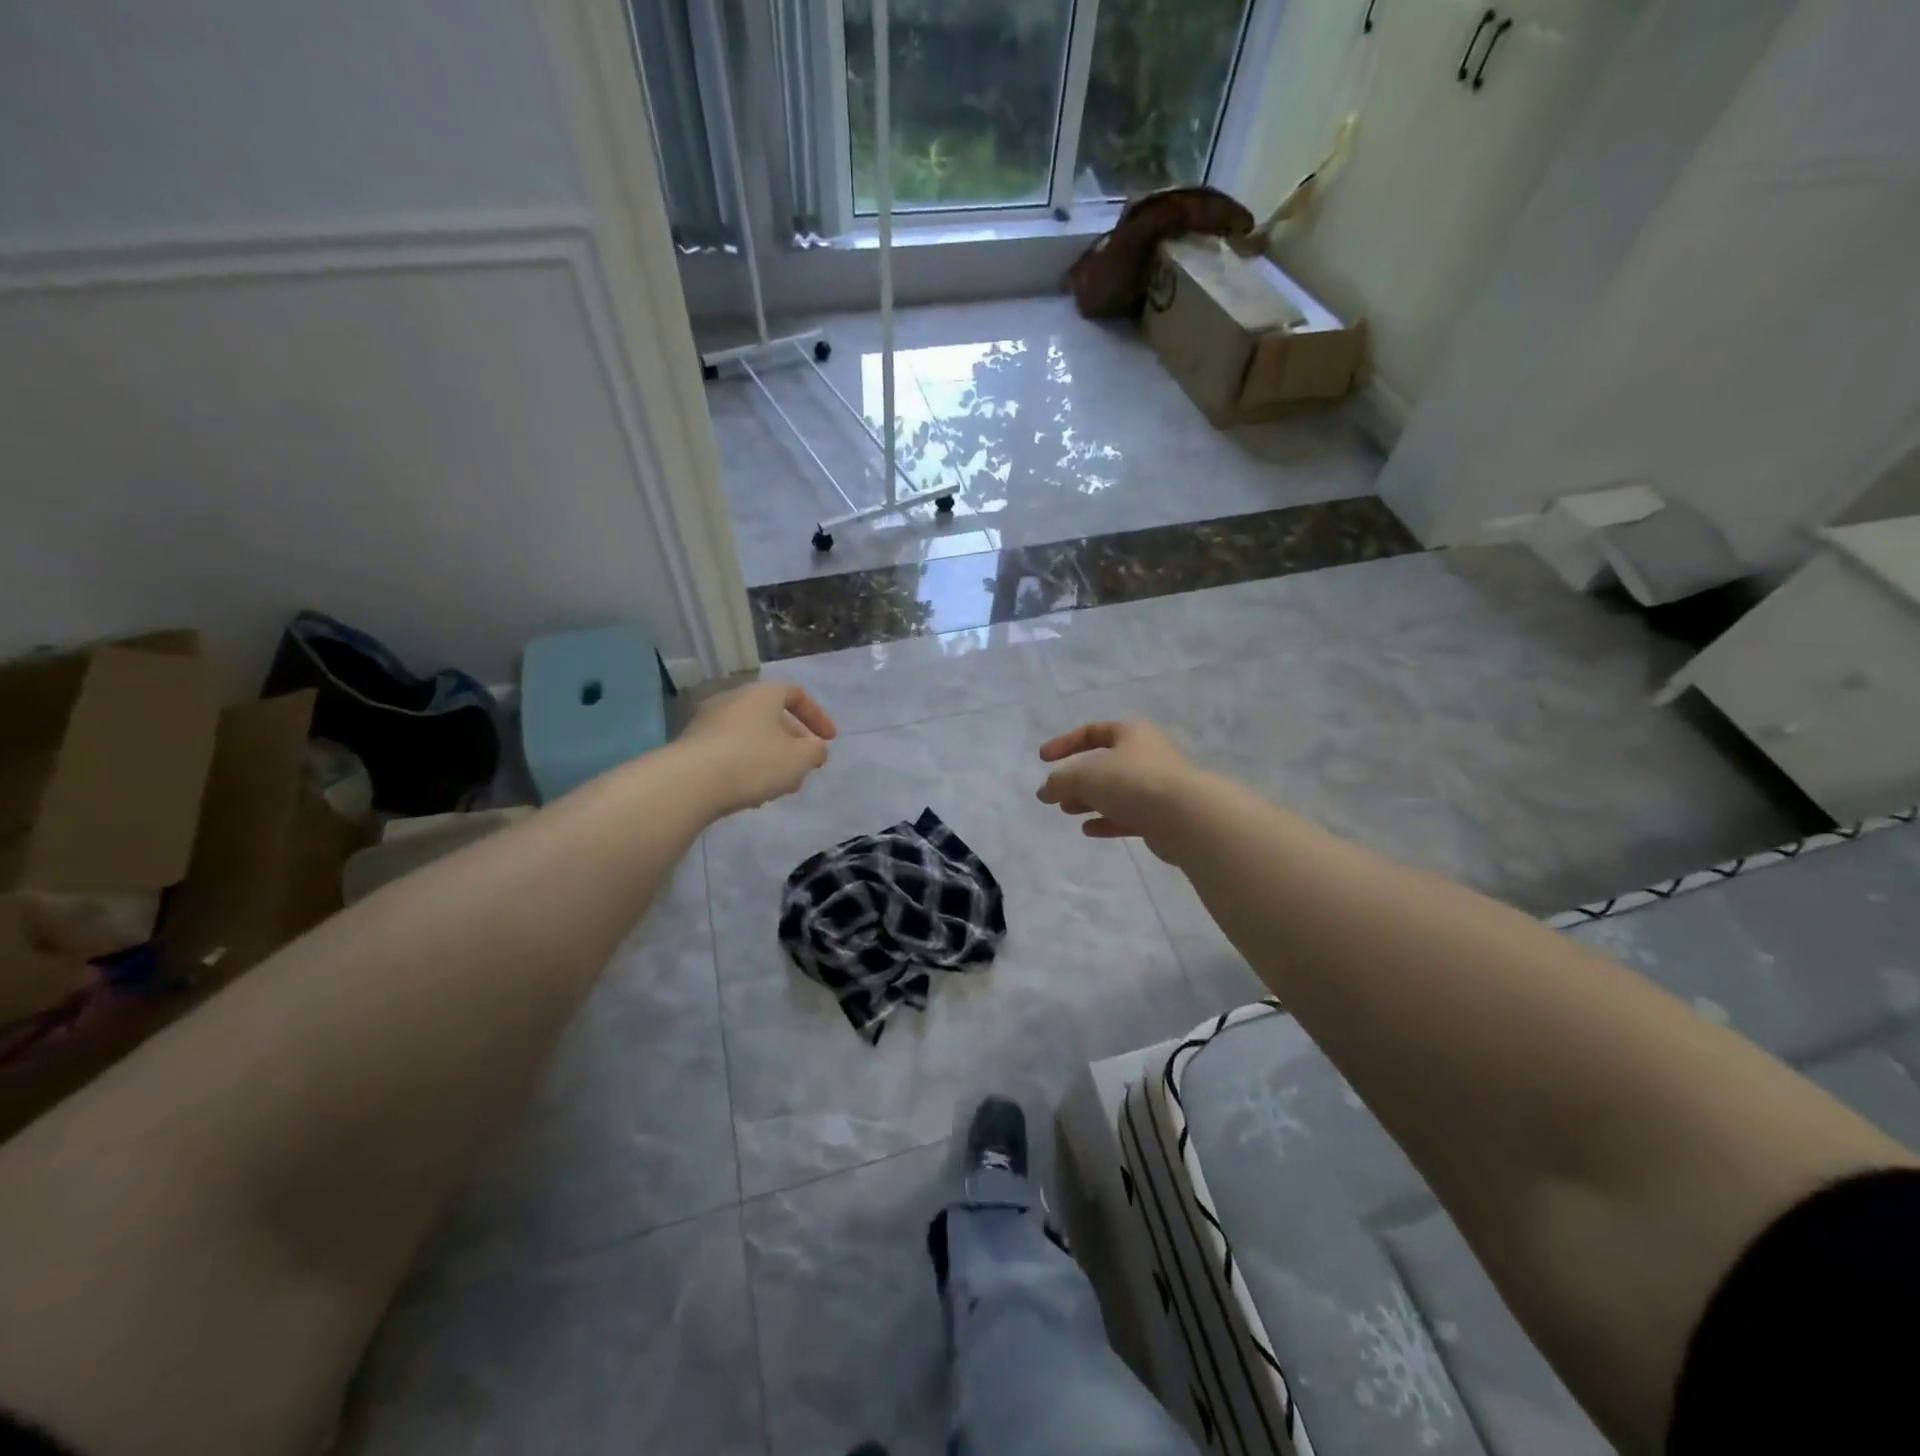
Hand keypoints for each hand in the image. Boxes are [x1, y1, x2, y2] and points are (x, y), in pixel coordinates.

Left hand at [681, 680, 836, 815]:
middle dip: (793, 740)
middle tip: (804, 764)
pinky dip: (746, 765)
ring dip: (770, 755)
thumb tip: (815, 749)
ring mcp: (708, 722)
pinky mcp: (692, 746)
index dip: (817, 716)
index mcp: (762, 694)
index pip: (795, 693)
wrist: (689, 783)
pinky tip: (751, 791)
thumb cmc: (753, 762)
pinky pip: (729, 750)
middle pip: (771, 715)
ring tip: (780, 784)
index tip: (829, 740)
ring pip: (750, 735)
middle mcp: (733, 699)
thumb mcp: (799, 759)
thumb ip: (815, 751)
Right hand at [1036, 719, 1197, 861]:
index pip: (1091, 732)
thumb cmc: (1131, 782)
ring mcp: (1157, 786)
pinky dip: (1107, 820)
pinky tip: (1089, 830)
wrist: (1185, 817)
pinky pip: (1128, 815)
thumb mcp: (1084, 776)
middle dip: (1077, 778)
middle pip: (1104, 763)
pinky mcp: (1162, 815)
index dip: (1065, 743)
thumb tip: (1045, 791)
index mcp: (1131, 733)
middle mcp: (1146, 754)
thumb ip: (1059, 781)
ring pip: (1116, 790)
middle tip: (1056, 793)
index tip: (1043, 759)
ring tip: (1067, 811)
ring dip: (1089, 800)